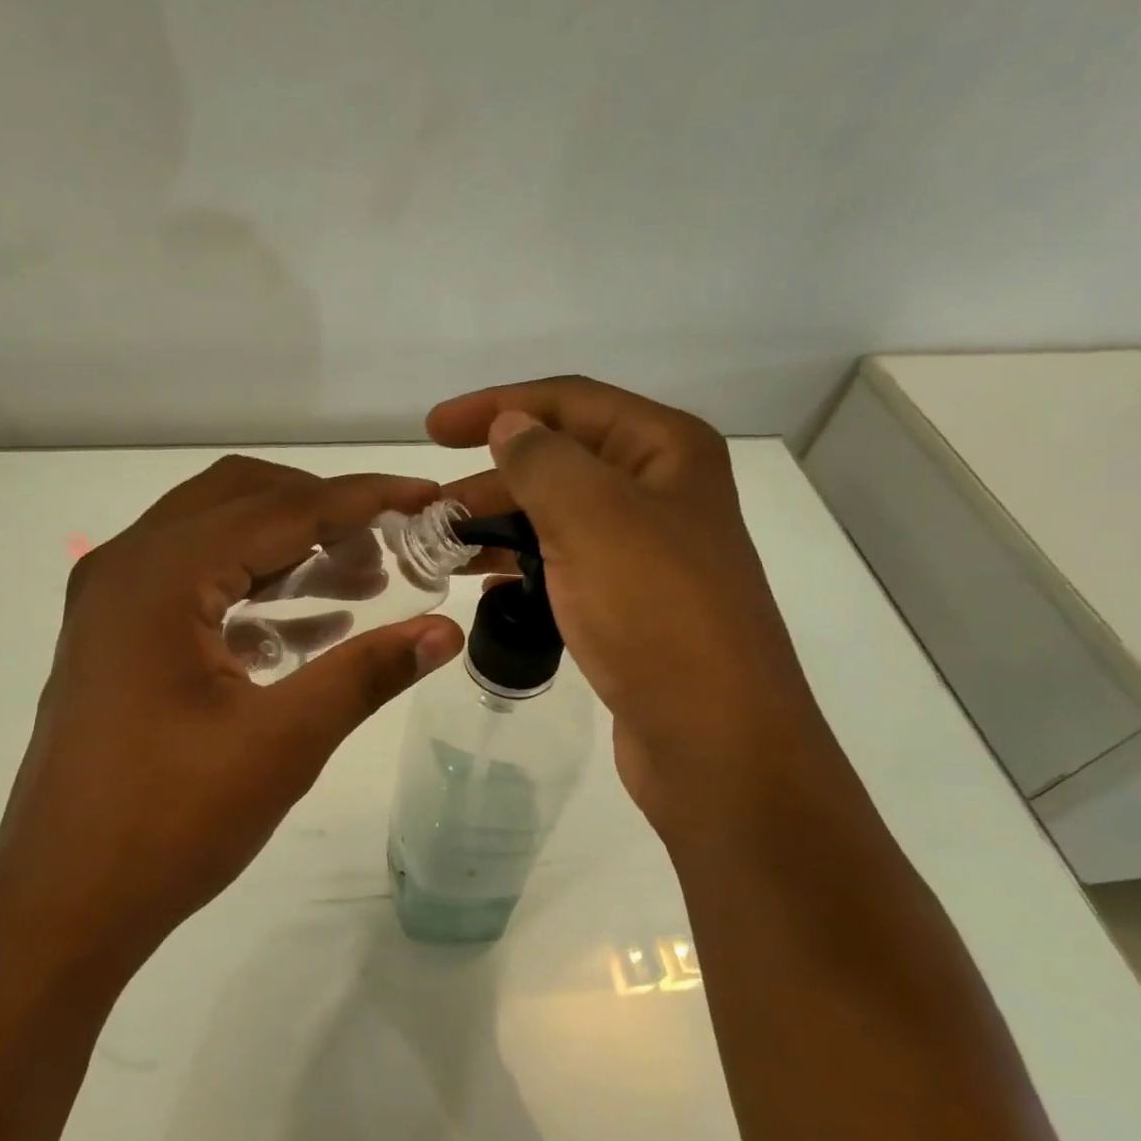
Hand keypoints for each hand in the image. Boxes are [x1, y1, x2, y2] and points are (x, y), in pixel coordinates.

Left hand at [0, 456, 464, 963]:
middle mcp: (126, 566)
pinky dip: (253, 589)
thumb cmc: (172, 821)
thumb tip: (446, 632)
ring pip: (215, 538)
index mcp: (159, 575)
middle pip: (241, 500)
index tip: (427, 497)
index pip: (281, 509)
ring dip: (290, 549)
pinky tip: (310, 626)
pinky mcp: (114, 639)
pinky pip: (194, 585)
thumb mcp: (284, 742)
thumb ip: (367, 674)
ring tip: (364, 581)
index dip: (362, 498)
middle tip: (391, 544)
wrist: (65, 901)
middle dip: (322, 511)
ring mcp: (111, 602)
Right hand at [430, 377, 829, 825]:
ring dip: (499, 528)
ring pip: (557, 520)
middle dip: (490, 480)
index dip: (497, 406)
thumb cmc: (655, 613)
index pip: (569, 402)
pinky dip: (523, 571)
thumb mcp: (592, 517)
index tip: (432, 430)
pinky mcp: (631, 606)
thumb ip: (542, 461)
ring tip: (441, 549)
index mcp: (665, 451)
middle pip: (560, 463)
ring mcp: (647, 554)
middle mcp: (661, 493)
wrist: (713, 737)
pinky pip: (565, 569)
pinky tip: (486, 591)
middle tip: (427, 512)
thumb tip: (510, 425)